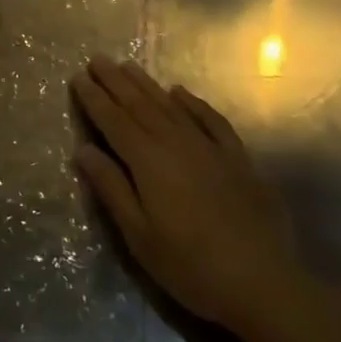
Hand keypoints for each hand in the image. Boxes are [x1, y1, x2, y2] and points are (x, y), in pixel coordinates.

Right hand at [72, 55, 304, 338]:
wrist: (263, 282)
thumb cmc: (190, 265)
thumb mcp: (139, 235)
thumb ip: (111, 188)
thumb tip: (83, 149)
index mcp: (148, 161)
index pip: (114, 120)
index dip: (94, 98)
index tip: (77, 77)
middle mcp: (176, 142)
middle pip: (139, 105)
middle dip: (115, 81)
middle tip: (97, 59)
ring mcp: (209, 147)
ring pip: (170, 106)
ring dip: (146, 84)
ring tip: (128, 66)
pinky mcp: (236, 157)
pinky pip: (210, 119)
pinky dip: (193, 102)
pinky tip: (180, 92)